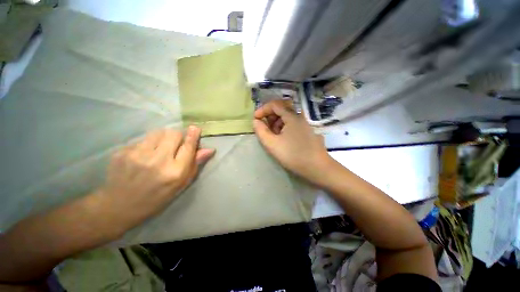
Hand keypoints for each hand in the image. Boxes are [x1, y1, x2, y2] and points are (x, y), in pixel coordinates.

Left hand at [96, 127, 214, 231]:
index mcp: (175, 172)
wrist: (119, 207)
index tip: (195, 128)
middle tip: (174, 145)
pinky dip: (146, 145)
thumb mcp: (181, 185)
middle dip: (177, 137)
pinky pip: (142, 140)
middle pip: (173, 134)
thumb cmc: (157, 197)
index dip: (193, 136)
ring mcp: (138, 155)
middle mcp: (158, 161)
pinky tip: (141, 157)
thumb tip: (209, 149)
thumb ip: (195, 164)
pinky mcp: (122, 152)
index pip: (188, 146)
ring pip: (157, 132)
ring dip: (162, 138)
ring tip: (158, 149)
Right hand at [253, 100, 332, 184]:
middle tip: (263, 128)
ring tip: (272, 136)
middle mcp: (300, 117)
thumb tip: (256, 121)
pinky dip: (284, 128)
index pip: (275, 104)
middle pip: (281, 110)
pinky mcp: (307, 132)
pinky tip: (282, 139)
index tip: (255, 119)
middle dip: (269, 117)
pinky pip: (292, 125)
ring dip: (276, 123)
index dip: (263, 109)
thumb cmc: (293, 155)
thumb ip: (261, 131)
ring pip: (287, 118)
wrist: (318, 168)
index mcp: (292, 116)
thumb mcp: (272, 144)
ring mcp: (305, 124)